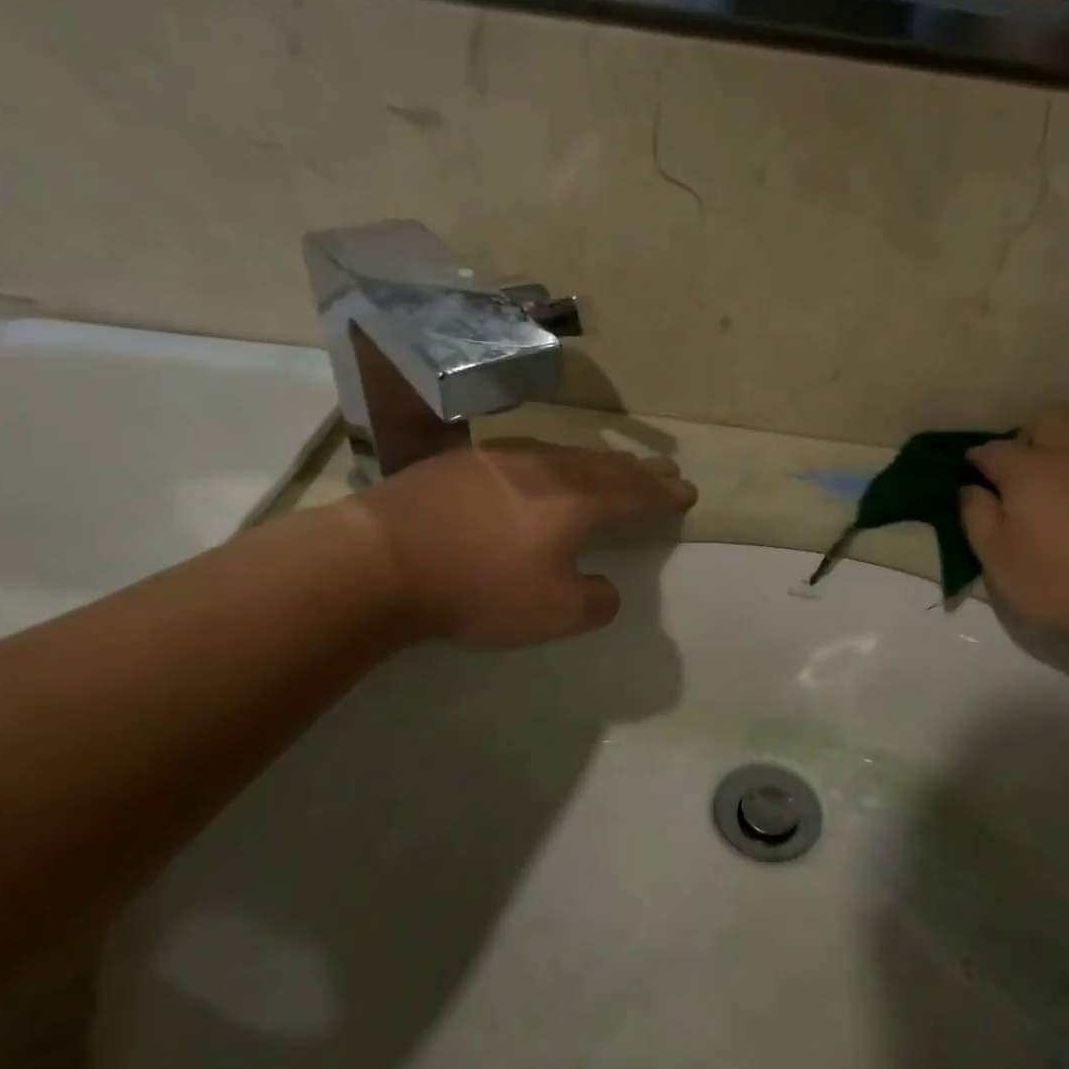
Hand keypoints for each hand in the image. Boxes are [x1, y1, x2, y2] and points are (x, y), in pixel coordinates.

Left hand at [347, 438, 695, 646]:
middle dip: (640, 472)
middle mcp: (547, 469)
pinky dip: (555, 462)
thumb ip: (595, 601)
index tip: (687, 490)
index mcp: (577, 502)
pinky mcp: (463, 462)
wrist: (381, 560)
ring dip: (599, 463)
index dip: (663, 495)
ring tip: (615, 467)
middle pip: (606, 467)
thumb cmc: (479, 589)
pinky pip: (529, 455)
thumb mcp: (554, 614)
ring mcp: (502, 458)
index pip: (635, 495)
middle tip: (666, 469)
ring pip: (567, 455)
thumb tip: (605, 587)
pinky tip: (545, 467)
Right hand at [960, 408, 1068, 643]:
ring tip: (1054, 484)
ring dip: (1064, 448)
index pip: (992, 450)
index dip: (976, 461)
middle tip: (1015, 473)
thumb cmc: (1057, 579)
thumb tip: (971, 489)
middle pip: (1046, 421)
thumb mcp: (996, 558)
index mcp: (1026, 468)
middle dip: (1026, 437)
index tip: (969, 477)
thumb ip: (977, 517)